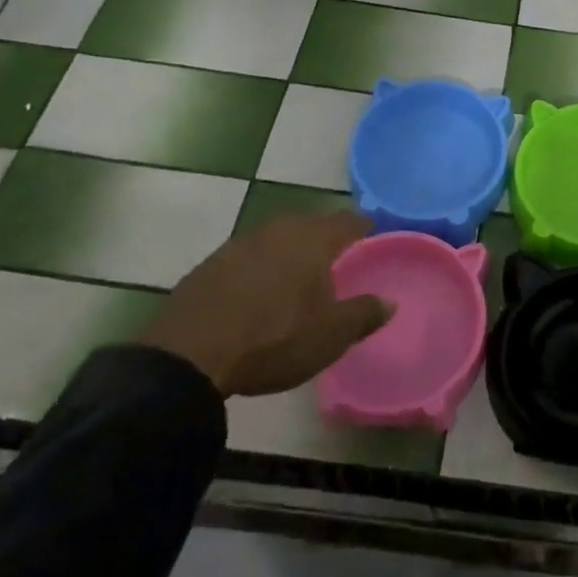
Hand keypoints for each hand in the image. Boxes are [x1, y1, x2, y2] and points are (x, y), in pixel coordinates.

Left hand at [137, 210, 389, 397]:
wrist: (188, 355)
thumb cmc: (274, 339)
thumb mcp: (330, 335)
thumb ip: (363, 314)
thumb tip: (389, 302)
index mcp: (313, 239)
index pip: (348, 221)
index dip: (363, 226)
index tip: (373, 232)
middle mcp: (279, 230)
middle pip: (311, 224)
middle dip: (325, 236)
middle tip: (338, 255)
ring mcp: (240, 244)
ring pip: (277, 238)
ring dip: (290, 251)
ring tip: (298, 274)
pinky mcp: (210, 265)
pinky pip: (248, 257)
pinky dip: (260, 268)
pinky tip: (259, 291)